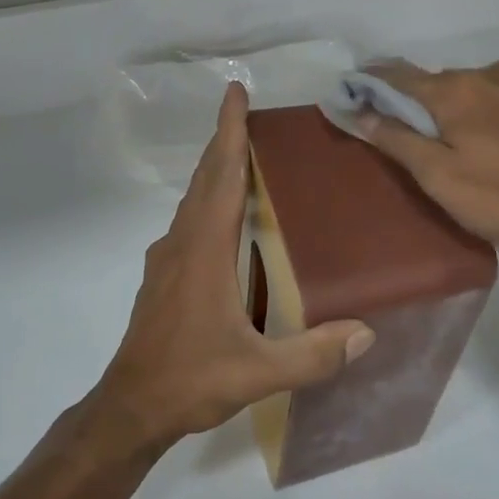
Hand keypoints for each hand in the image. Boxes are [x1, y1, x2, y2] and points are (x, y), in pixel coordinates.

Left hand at [93, 83, 375, 450]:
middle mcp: (182, 243)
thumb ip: (313, 355)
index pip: (221, 177)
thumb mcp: (258, 373)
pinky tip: (224, 217)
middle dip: (224, 140)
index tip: (235, 92)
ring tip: (242, 155)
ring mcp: (166, 259)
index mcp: (204, 252)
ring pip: (193, 199)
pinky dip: (207, 200)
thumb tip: (367, 333)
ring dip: (214, 170)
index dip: (229, 131)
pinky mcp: (162, 276)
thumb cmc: (191, 381)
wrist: (131, 406)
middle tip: (246, 112)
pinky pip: (188, 221)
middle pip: (205, 178)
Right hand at [359, 59, 498, 280]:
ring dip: (461, 112)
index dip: (371, 83)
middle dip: (421, 105)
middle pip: (440, 83)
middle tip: (415, 142)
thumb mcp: (441, 178)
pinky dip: (493, 116)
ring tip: (466, 153)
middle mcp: (492, 72)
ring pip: (477, 91)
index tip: (352, 90)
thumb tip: (361, 112)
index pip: (399, 76)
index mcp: (457, 89)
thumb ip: (398, 141)